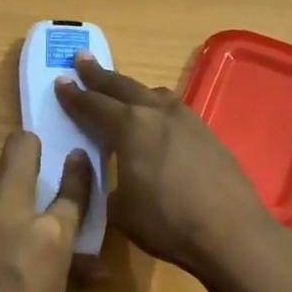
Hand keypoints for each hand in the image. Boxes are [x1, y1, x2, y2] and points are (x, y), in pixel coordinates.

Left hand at [0, 130, 92, 291]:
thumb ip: (74, 277)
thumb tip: (92, 266)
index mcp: (48, 236)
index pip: (71, 187)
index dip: (79, 171)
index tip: (78, 159)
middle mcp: (6, 215)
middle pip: (19, 151)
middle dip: (30, 150)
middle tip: (34, 169)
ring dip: (0, 191)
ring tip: (1, 222)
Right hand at [54, 52, 276, 277]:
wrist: (231, 232)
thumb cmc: (167, 222)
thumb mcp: (121, 210)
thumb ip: (109, 186)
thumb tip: (113, 178)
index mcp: (130, 127)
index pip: (94, 105)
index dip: (74, 95)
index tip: (60, 81)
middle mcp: (158, 113)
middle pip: (124, 87)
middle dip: (100, 75)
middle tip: (82, 59)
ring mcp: (188, 120)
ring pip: (154, 94)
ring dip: (133, 89)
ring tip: (121, 89)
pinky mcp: (208, 134)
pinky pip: (174, 110)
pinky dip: (157, 108)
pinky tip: (157, 120)